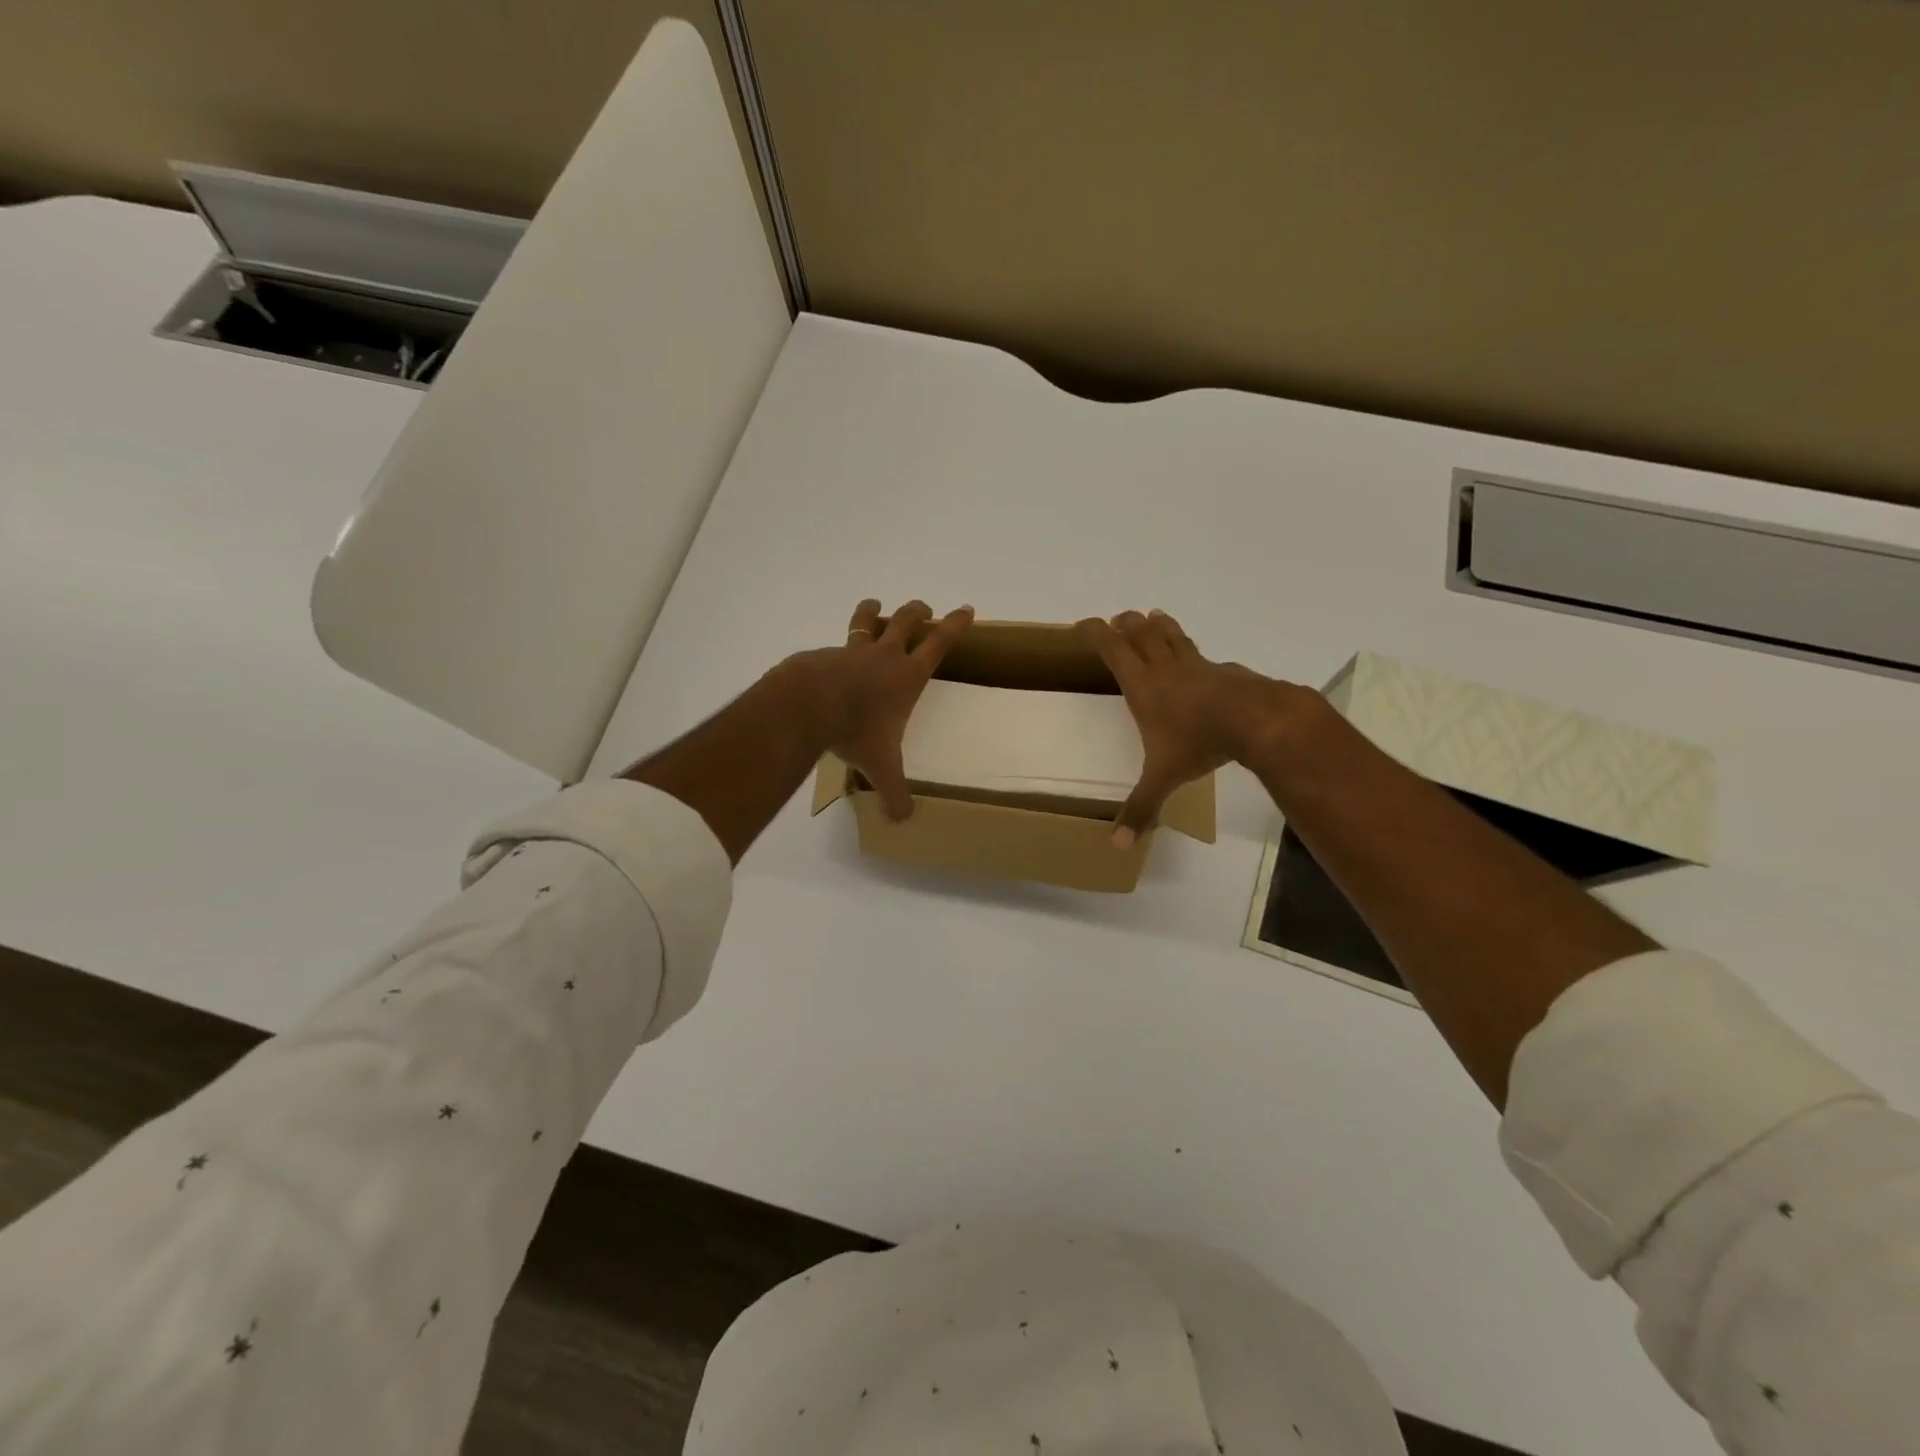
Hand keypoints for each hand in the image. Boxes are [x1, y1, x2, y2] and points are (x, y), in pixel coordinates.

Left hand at [788, 598, 973, 820]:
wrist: (807, 704)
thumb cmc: (856, 730)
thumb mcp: (881, 766)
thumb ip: (893, 792)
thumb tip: (902, 821)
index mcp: (907, 676)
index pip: (940, 644)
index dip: (956, 626)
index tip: (966, 609)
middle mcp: (883, 656)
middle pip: (907, 622)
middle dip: (918, 612)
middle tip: (925, 608)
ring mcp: (853, 651)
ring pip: (867, 622)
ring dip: (873, 612)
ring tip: (874, 605)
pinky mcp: (824, 655)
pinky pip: (835, 646)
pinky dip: (838, 649)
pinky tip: (829, 661)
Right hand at [1077, 609, 1298, 844]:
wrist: (1254, 720)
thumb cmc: (1198, 742)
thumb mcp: (1163, 777)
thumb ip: (1141, 807)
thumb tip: (1117, 845)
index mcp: (1142, 685)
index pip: (1113, 648)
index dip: (1096, 632)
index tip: (1083, 623)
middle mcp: (1164, 668)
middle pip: (1140, 633)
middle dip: (1125, 624)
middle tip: (1118, 619)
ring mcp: (1196, 665)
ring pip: (1170, 634)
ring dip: (1157, 624)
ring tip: (1152, 616)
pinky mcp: (1222, 669)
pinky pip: (1199, 652)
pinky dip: (1189, 647)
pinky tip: (1197, 657)